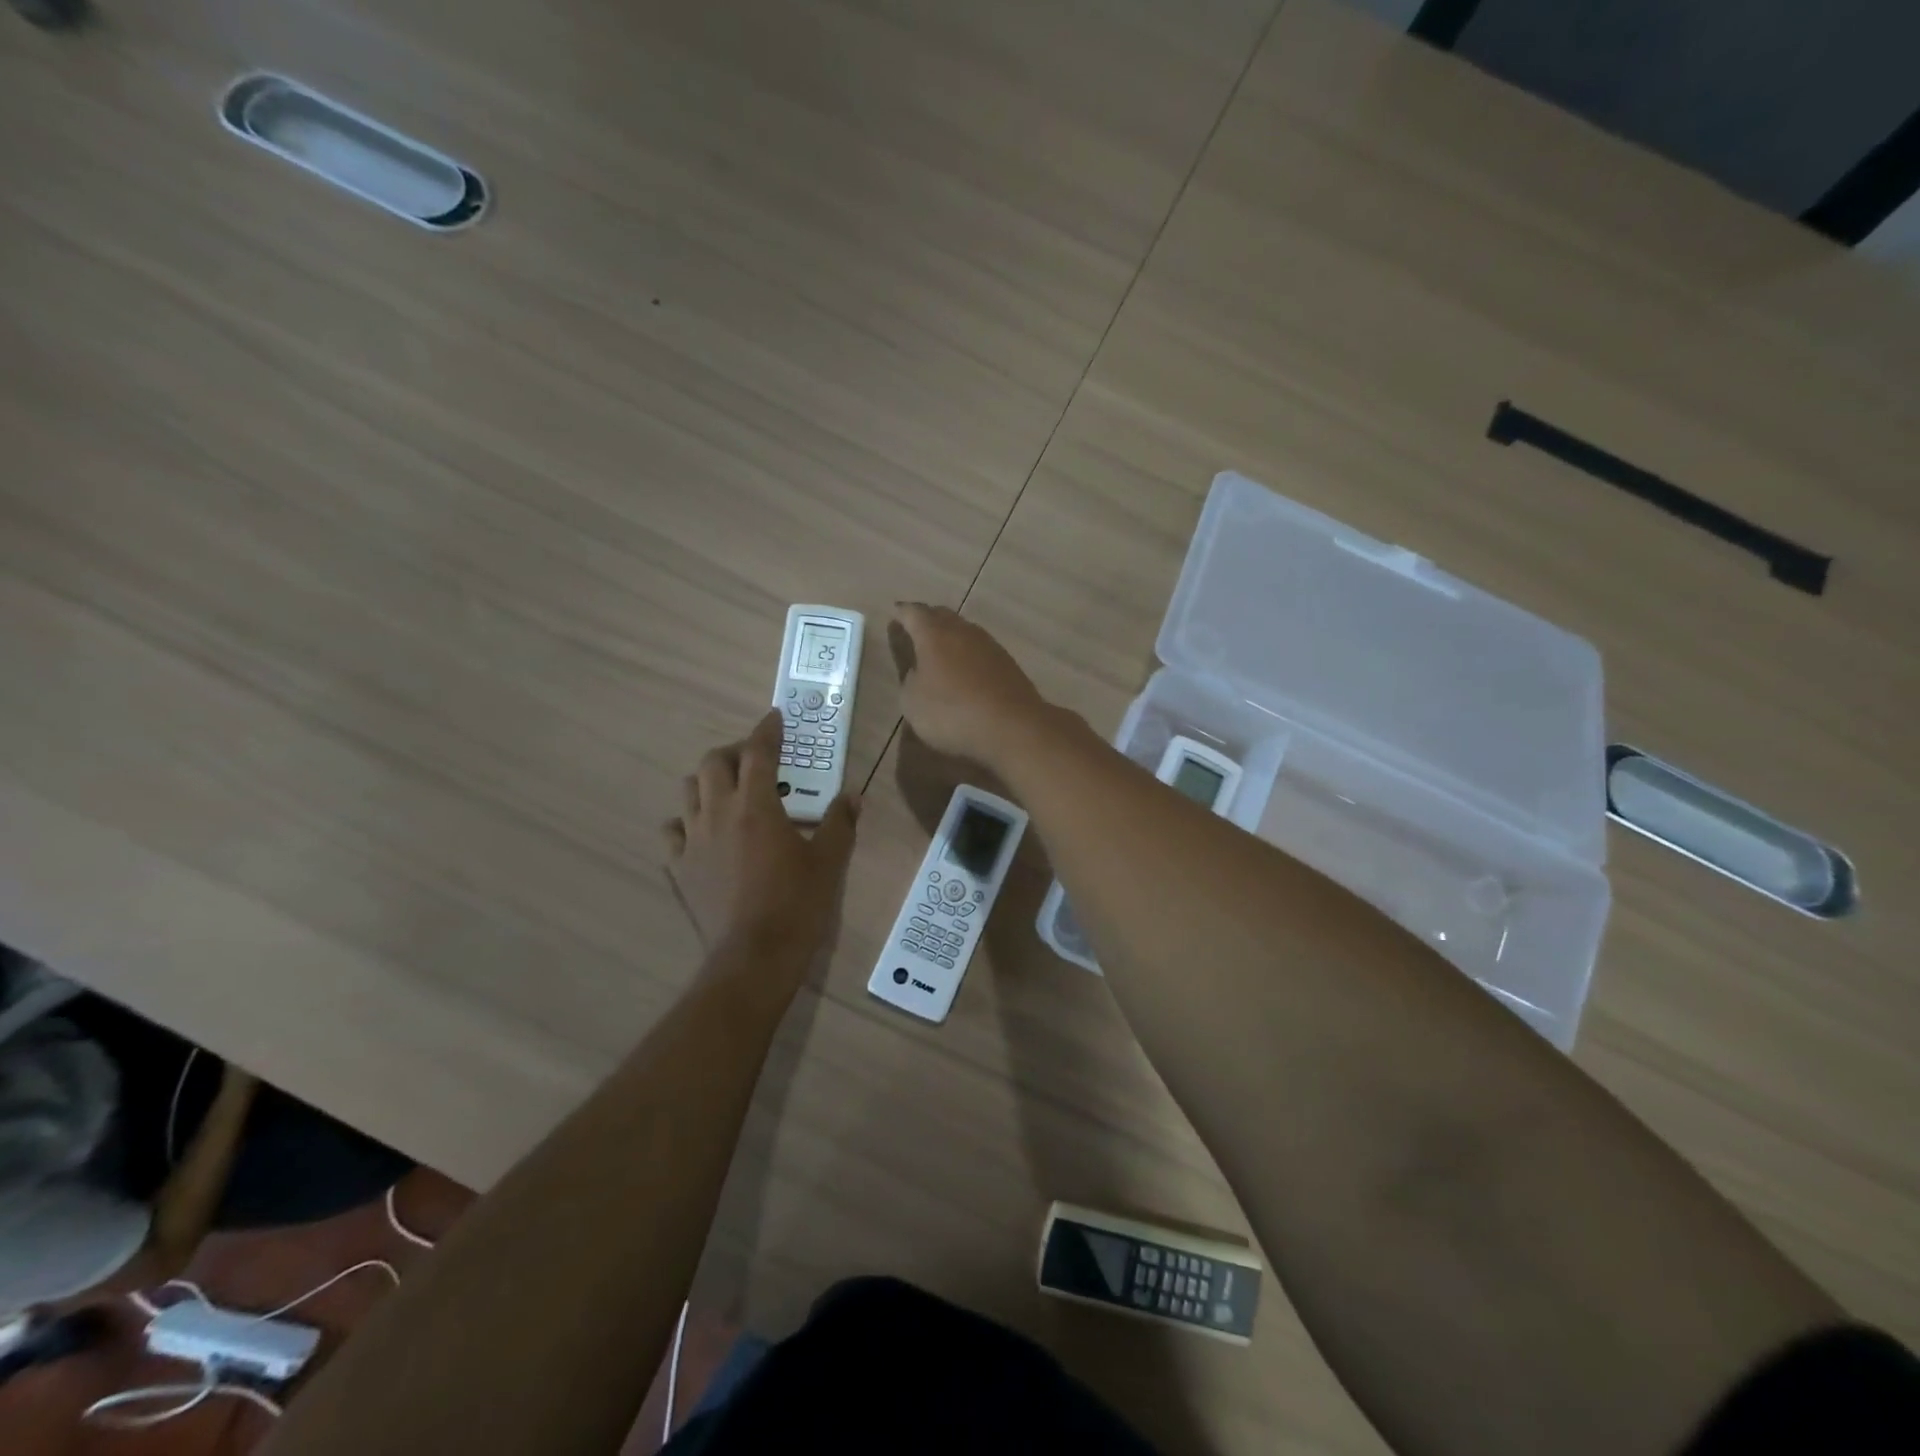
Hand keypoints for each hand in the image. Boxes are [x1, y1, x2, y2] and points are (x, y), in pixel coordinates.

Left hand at [663, 711, 860, 960]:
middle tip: (757, 761)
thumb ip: (840, 823)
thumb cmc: (796, 904)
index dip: (767, 730)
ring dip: (708, 782)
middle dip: (735, 752)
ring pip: (689, 791)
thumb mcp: (828, 862)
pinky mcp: (679, 868)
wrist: (753, 957)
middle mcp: (718, 813)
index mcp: (756, 806)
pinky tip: (704, 832)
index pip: (758, 752)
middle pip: (714, 763)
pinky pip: (673, 832)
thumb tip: (852, 796)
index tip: (775, 718)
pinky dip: (687, 822)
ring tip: (729, 792)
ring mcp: (693, 840)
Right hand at [891, 603, 1049, 766]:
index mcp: (934, 634)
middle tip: (916, 627)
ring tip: (940, 649)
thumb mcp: (913, 702)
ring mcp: (990, 645)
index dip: (902, 613)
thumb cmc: (952, 712)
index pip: (914, 613)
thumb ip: (910, 680)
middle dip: (927, 619)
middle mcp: (963, 631)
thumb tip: (919, 670)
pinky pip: (981, 650)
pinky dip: (969, 654)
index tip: (895, 612)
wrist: (1012, 726)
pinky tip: (966, 668)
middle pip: (942, 615)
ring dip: (951, 636)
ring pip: (964, 631)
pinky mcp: (1008, 663)